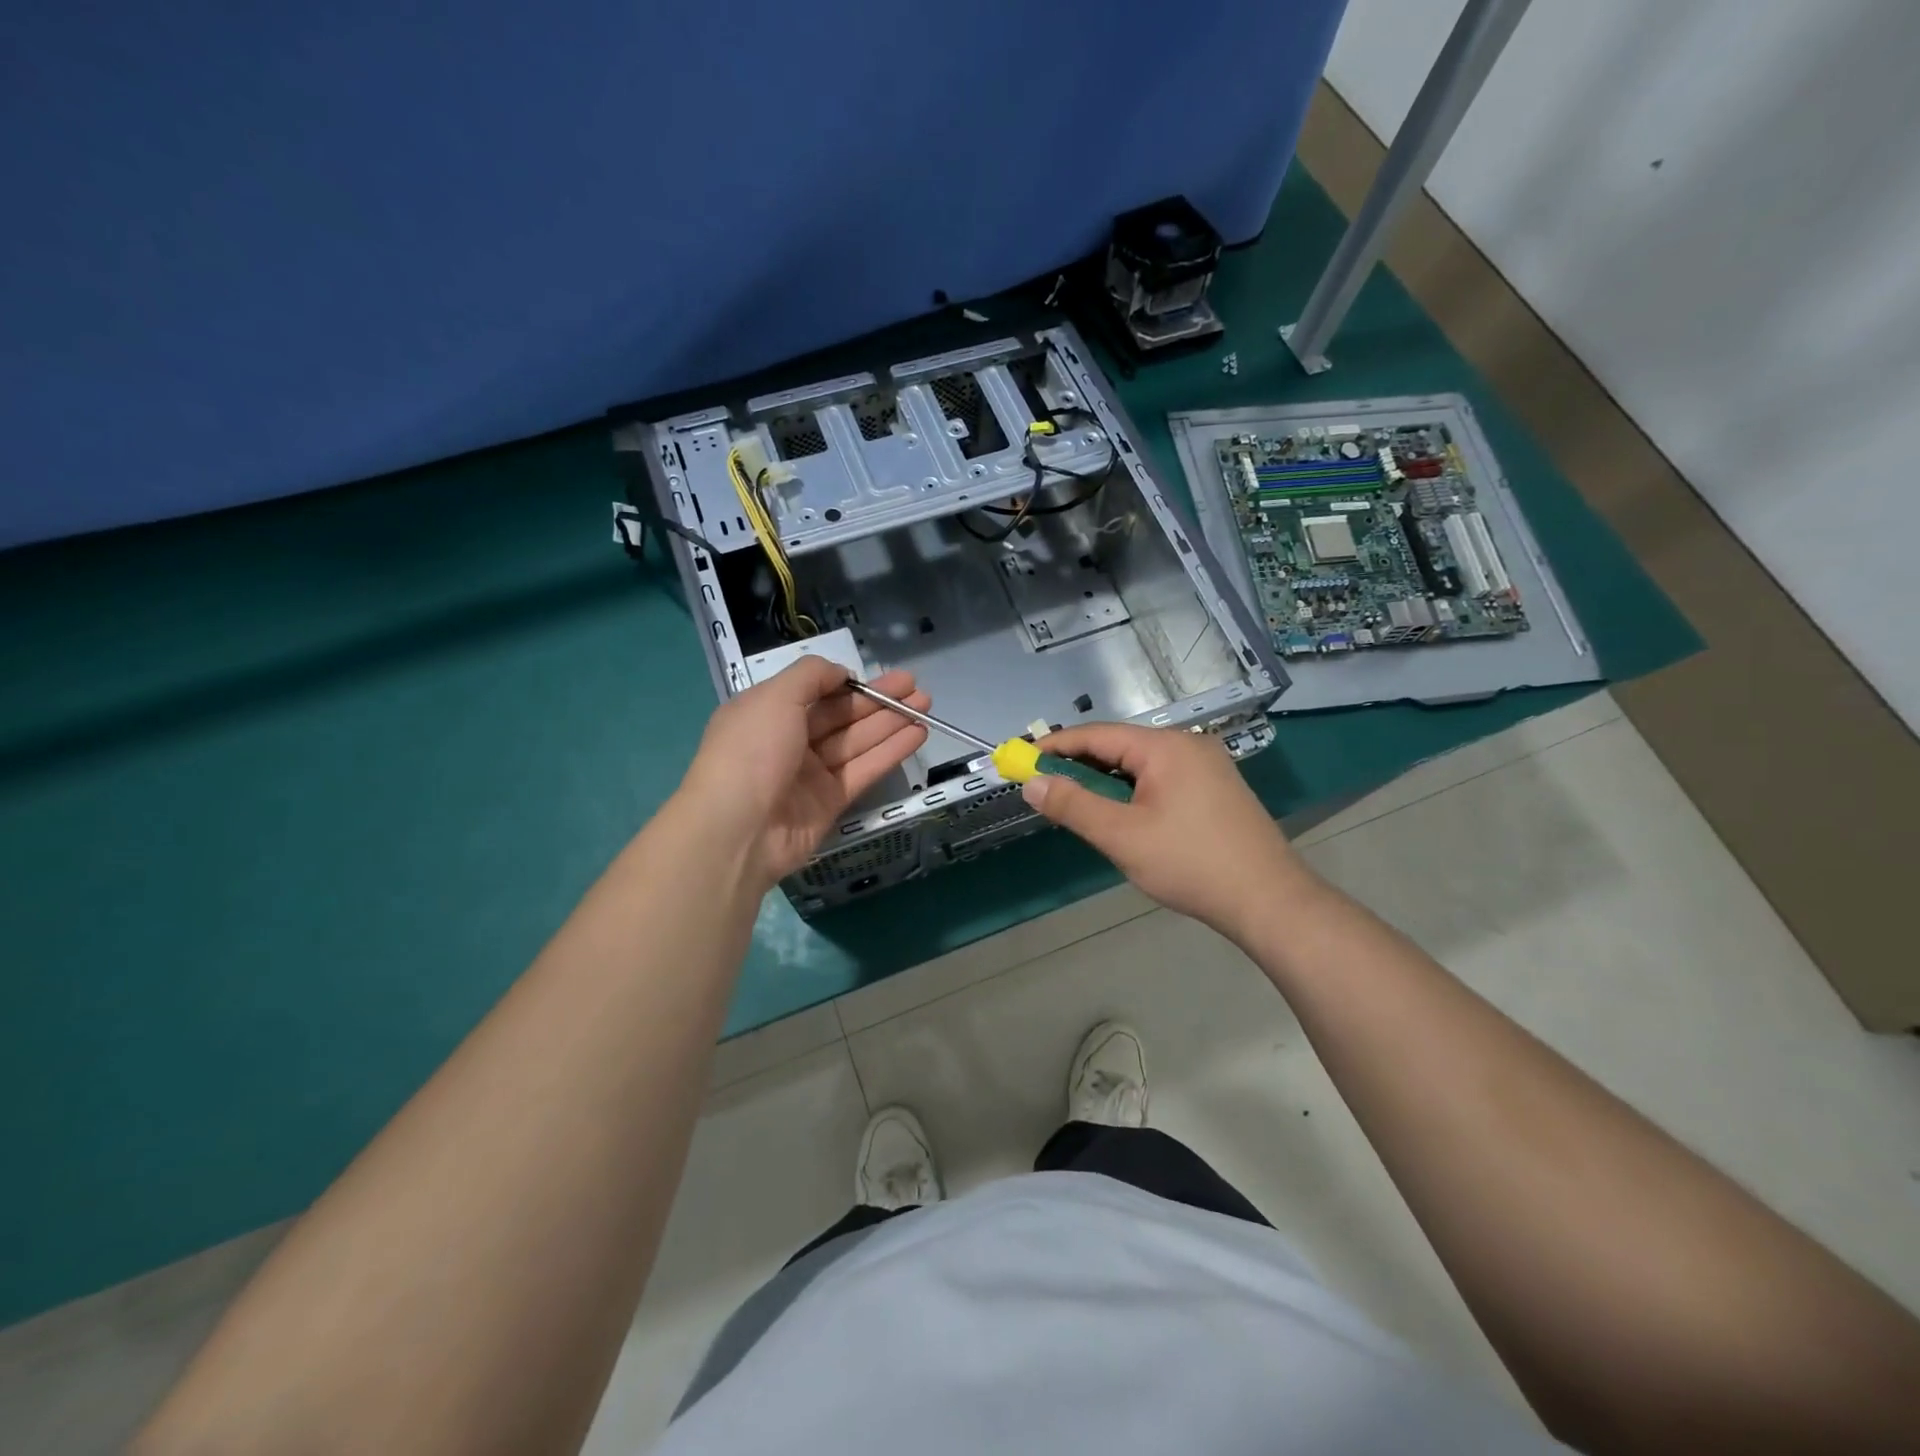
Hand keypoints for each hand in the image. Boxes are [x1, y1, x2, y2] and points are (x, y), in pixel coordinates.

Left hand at [677, 656, 928, 889]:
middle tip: (917, 688)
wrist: (737, 830)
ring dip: (891, 722)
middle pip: (842, 715)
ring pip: (857, 741)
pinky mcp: (830, 801)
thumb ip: (811, 676)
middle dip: (879, 700)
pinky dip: (890, 752)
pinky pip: (864, 770)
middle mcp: (789, 740)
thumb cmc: (750, 752)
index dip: (850, 682)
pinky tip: (917, 735)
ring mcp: (810, 773)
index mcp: (767, 713)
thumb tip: (842, 673)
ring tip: (926, 705)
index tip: (881, 675)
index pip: (815, 691)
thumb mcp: (774, 697)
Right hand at [1020, 723, 1311, 943]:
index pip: (1097, 735)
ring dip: (1107, 781)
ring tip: (1079, 803)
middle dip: (1080, 765)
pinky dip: (1133, 791)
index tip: (1023, 759)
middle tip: (1046, 786)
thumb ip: (1073, 805)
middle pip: (1120, 747)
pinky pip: (1162, 778)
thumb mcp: (1122, 836)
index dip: (1056, 746)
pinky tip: (1123, 814)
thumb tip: (1032, 783)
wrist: (1269, 900)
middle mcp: (1188, 745)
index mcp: (1165, 746)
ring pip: (1141, 765)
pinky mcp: (1217, 789)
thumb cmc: (1190, 863)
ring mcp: (1207, 766)